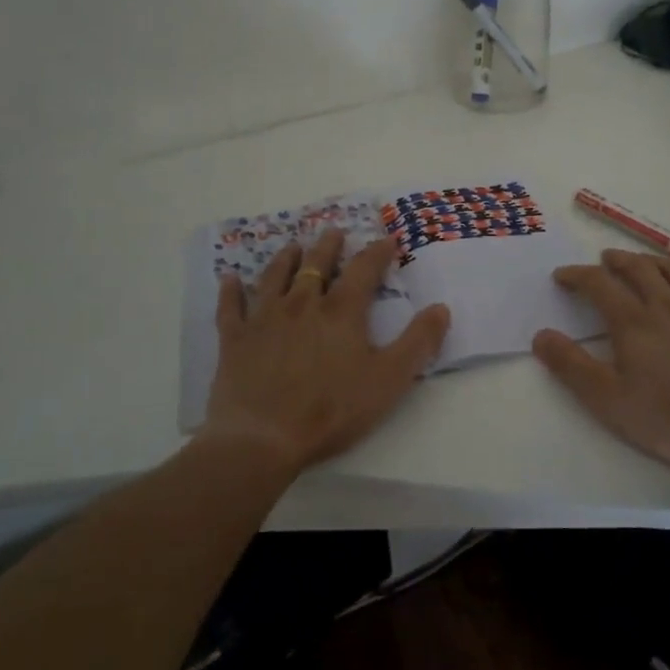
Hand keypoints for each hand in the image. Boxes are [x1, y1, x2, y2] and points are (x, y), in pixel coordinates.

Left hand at [202, 228, 450, 471]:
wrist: (262, 438)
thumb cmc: (331, 410)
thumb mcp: (389, 380)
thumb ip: (418, 342)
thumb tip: (441, 307)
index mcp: (341, 312)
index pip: (364, 270)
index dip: (378, 253)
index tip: (387, 240)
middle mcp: (302, 305)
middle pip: (315, 265)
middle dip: (327, 246)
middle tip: (333, 231)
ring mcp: (264, 319)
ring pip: (275, 277)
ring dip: (285, 259)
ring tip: (291, 246)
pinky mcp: (235, 340)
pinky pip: (231, 308)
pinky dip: (231, 292)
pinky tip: (229, 279)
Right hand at [533, 248, 669, 467]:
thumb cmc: (668, 416)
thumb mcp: (608, 400)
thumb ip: (571, 366)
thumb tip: (540, 335)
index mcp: (633, 322)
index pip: (599, 284)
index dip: (577, 275)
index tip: (562, 276)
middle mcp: (665, 305)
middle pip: (637, 268)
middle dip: (616, 260)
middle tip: (604, 259)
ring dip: (650, 261)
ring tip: (641, 262)